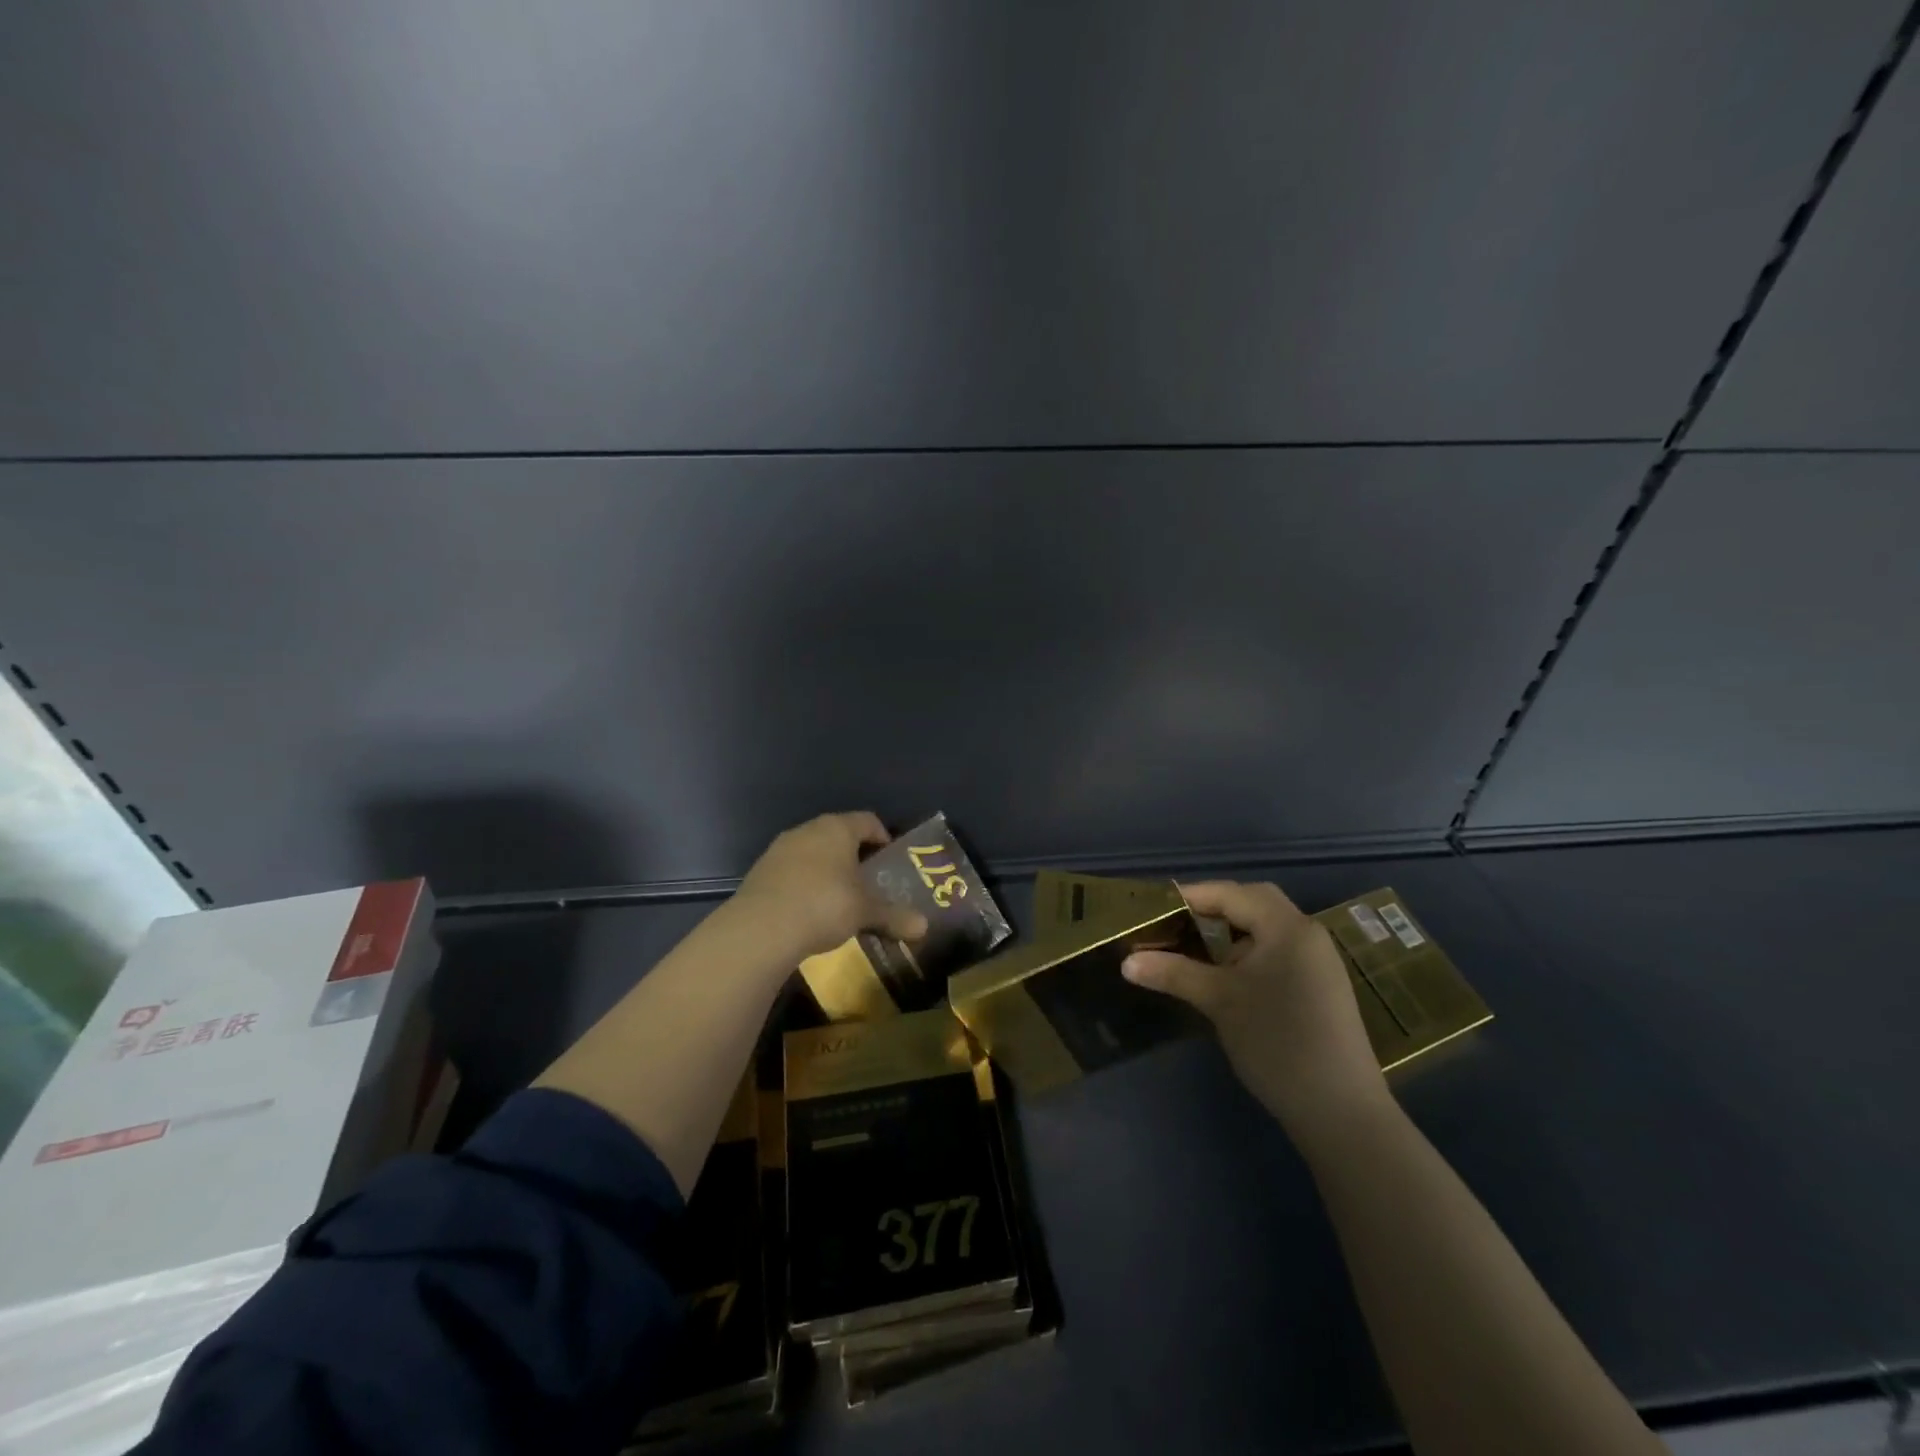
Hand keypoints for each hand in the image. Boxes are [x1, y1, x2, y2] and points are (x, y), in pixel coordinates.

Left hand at [727, 812, 929, 961]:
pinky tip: (810, 910)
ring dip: (828, 870)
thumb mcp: (865, 912)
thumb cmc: (824, 905)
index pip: (868, 820)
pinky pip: (792, 871)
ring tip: (840, 898)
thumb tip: (924, 927)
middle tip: (869, 882)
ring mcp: (780, 849)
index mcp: (837, 828)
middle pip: (839, 835)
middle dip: (855, 856)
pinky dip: (805, 884)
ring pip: (813, 852)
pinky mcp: (761, 872)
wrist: (760, 928)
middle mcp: (808, 830)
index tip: (891, 861)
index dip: (883, 837)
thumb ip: (894, 916)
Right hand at [1123, 880, 1388, 1144]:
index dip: (1191, 896)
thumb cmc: (1277, 1042)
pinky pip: (1277, 952)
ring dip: (1230, 932)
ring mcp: (1318, 962)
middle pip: (1254, 903)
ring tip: (1194, 949)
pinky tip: (1226, 977)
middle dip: (1213, 908)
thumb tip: (1127, 962)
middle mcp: (1307, 934)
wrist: (1340, 1111)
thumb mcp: (1219, 1001)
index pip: (1232, 893)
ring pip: (1266, 929)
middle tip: (1177, 924)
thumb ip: (1173, 973)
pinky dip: (1247, 952)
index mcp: (1287, 927)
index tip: (1154, 910)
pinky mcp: (1319, 987)